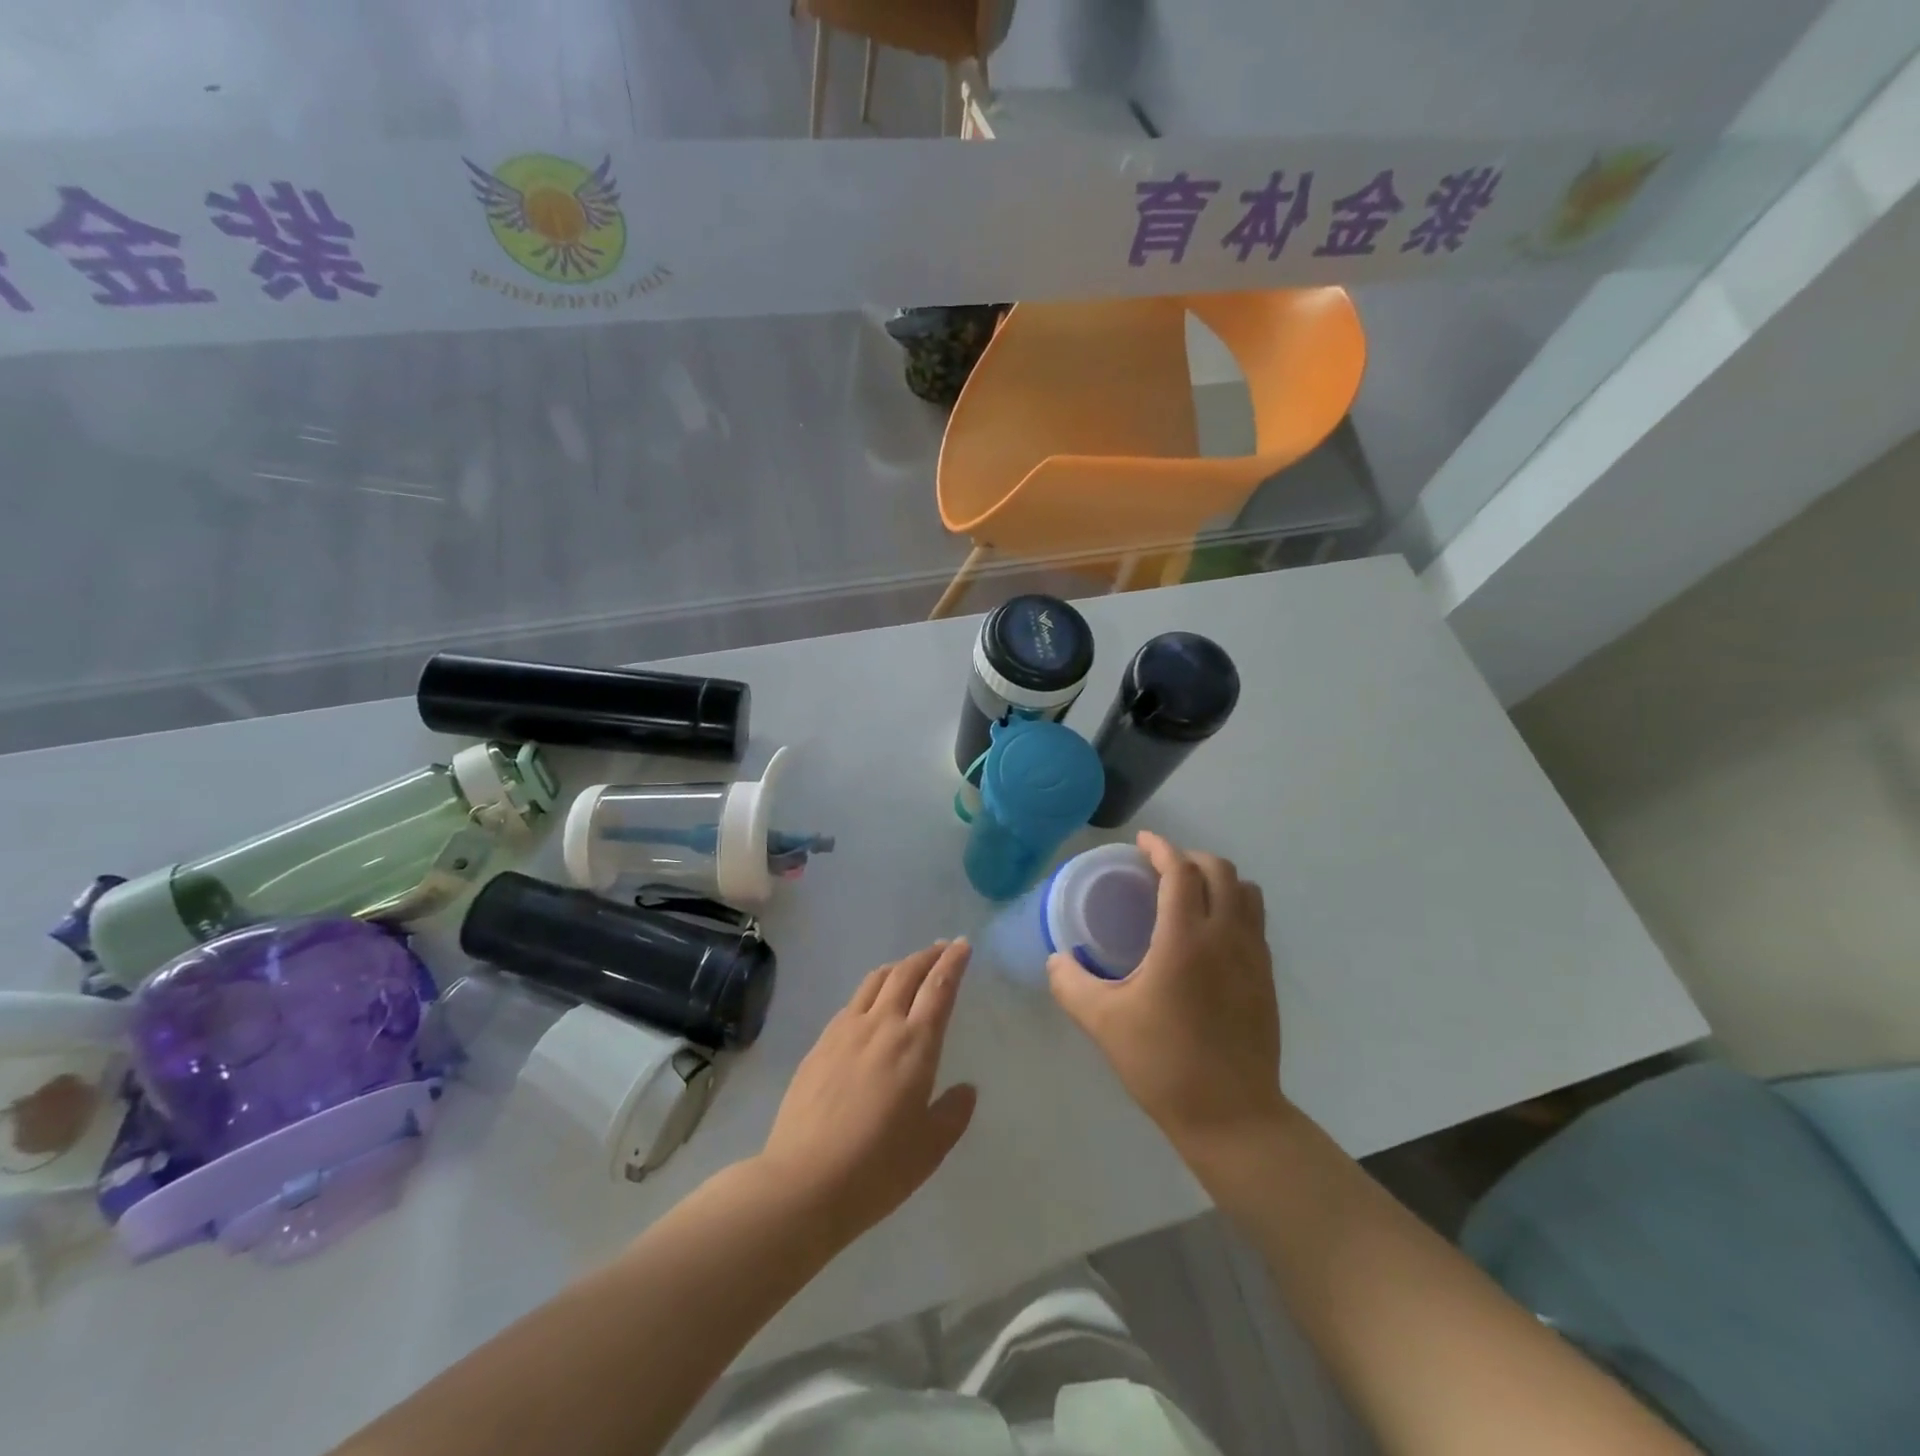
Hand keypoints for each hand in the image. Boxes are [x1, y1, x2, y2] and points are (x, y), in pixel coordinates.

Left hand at [759, 940, 976, 1244]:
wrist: (804, 1181)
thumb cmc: (877, 1168)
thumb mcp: (930, 1148)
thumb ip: (952, 1113)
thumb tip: (966, 1089)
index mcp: (915, 1045)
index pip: (939, 988)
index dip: (952, 962)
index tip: (962, 945)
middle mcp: (881, 1025)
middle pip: (906, 973)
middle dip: (927, 956)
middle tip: (941, 948)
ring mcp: (845, 1031)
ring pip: (875, 981)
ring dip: (897, 967)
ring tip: (908, 967)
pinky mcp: (820, 1045)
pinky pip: (851, 1003)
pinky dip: (871, 991)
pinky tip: (870, 1005)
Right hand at [1048, 832, 1286, 1153]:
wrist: (1233, 1116)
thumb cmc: (1164, 1063)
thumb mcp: (1104, 1022)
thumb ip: (1071, 984)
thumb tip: (1056, 961)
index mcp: (1185, 939)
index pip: (1181, 871)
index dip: (1162, 848)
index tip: (1143, 842)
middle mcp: (1226, 936)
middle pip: (1220, 870)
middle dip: (1190, 858)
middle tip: (1161, 869)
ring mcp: (1254, 957)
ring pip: (1246, 893)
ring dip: (1218, 880)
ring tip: (1190, 894)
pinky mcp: (1267, 979)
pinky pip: (1255, 921)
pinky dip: (1234, 907)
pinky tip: (1209, 934)